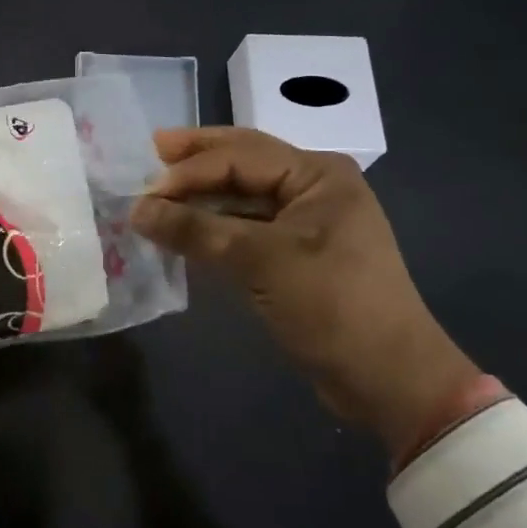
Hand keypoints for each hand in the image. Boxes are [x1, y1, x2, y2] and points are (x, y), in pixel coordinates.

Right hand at [129, 127, 478, 453]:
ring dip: (204, 195)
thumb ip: (196, 230)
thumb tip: (138, 210)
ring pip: (244, 196)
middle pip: (244, 162)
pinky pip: (248, 227)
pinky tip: (187, 227)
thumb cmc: (331, 304)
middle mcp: (314, 187)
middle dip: (198, 158)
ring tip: (161, 190)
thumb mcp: (259, 261)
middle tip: (153, 148)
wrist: (389, 379)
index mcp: (317, 174)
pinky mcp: (298, 254)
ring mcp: (307, 221)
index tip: (145, 190)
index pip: (241, 156)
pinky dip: (216, 225)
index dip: (190, 170)